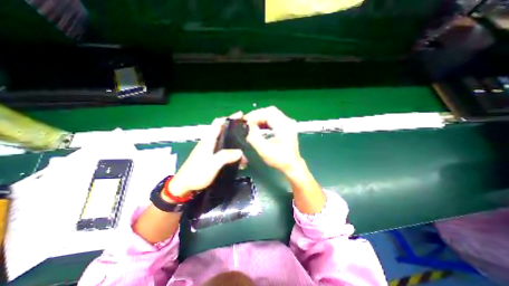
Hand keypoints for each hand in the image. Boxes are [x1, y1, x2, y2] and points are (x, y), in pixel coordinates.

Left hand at [167, 112, 246, 198]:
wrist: (184, 186)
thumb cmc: (197, 173)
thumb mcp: (212, 164)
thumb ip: (225, 156)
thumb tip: (240, 152)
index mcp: (208, 140)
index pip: (218, 123)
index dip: (229, 118)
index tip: (240, 116)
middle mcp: (209, 142)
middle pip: (223, 131)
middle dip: (235, 131)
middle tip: (246, 134)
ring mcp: (210, 150)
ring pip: (224, 142)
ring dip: (235, 146)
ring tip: (244, 154)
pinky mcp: (210, 157)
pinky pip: (223, 151)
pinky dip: (231, 154)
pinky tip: (237, 161)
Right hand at [245, 106, 302, 173]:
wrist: (292, 166)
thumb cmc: (279, 159)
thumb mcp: (264, 150)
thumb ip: (254, 137)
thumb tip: (249, 126)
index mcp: (284, 126)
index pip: (268, 113)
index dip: (255, 115)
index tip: (246, 121)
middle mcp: (287, 122)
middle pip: (270, 111)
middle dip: (257, 114)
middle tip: (247, 120)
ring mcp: (288, 124)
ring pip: (272, 114)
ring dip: (261, 117)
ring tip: (252, 123)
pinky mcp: (287, 127)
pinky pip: (274, 119)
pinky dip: (266, 121)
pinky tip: (259, 126)